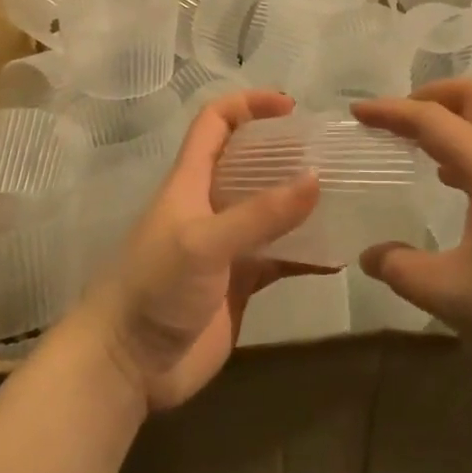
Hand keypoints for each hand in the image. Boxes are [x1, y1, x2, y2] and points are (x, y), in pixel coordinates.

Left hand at [73, 90, 318, 411]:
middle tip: (330, 153)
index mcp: (192, 180)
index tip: (290, 107)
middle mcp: (211, 204)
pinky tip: (338, 258)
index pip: (216, 122)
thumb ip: (260, 214)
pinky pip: (280, 259)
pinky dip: (307, 255)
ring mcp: (227, 246)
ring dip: (302, 204)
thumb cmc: (155, 288)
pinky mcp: (239, 284)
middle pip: (251, 162)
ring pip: (270, 211)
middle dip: (287, 152)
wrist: (126, 367)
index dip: (249, 105)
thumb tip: (316, 178)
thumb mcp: (205, 242)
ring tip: (345, 197)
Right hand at [353, 80, 471, 373]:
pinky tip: (459, 189)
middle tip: (399, 118)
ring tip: (421, 150)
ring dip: (456, 123)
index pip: (433, 120)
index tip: (357, 112)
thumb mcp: (452, 295)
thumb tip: (369, 256)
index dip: (391, 111)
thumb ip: (402, 270)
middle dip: (434, 94)